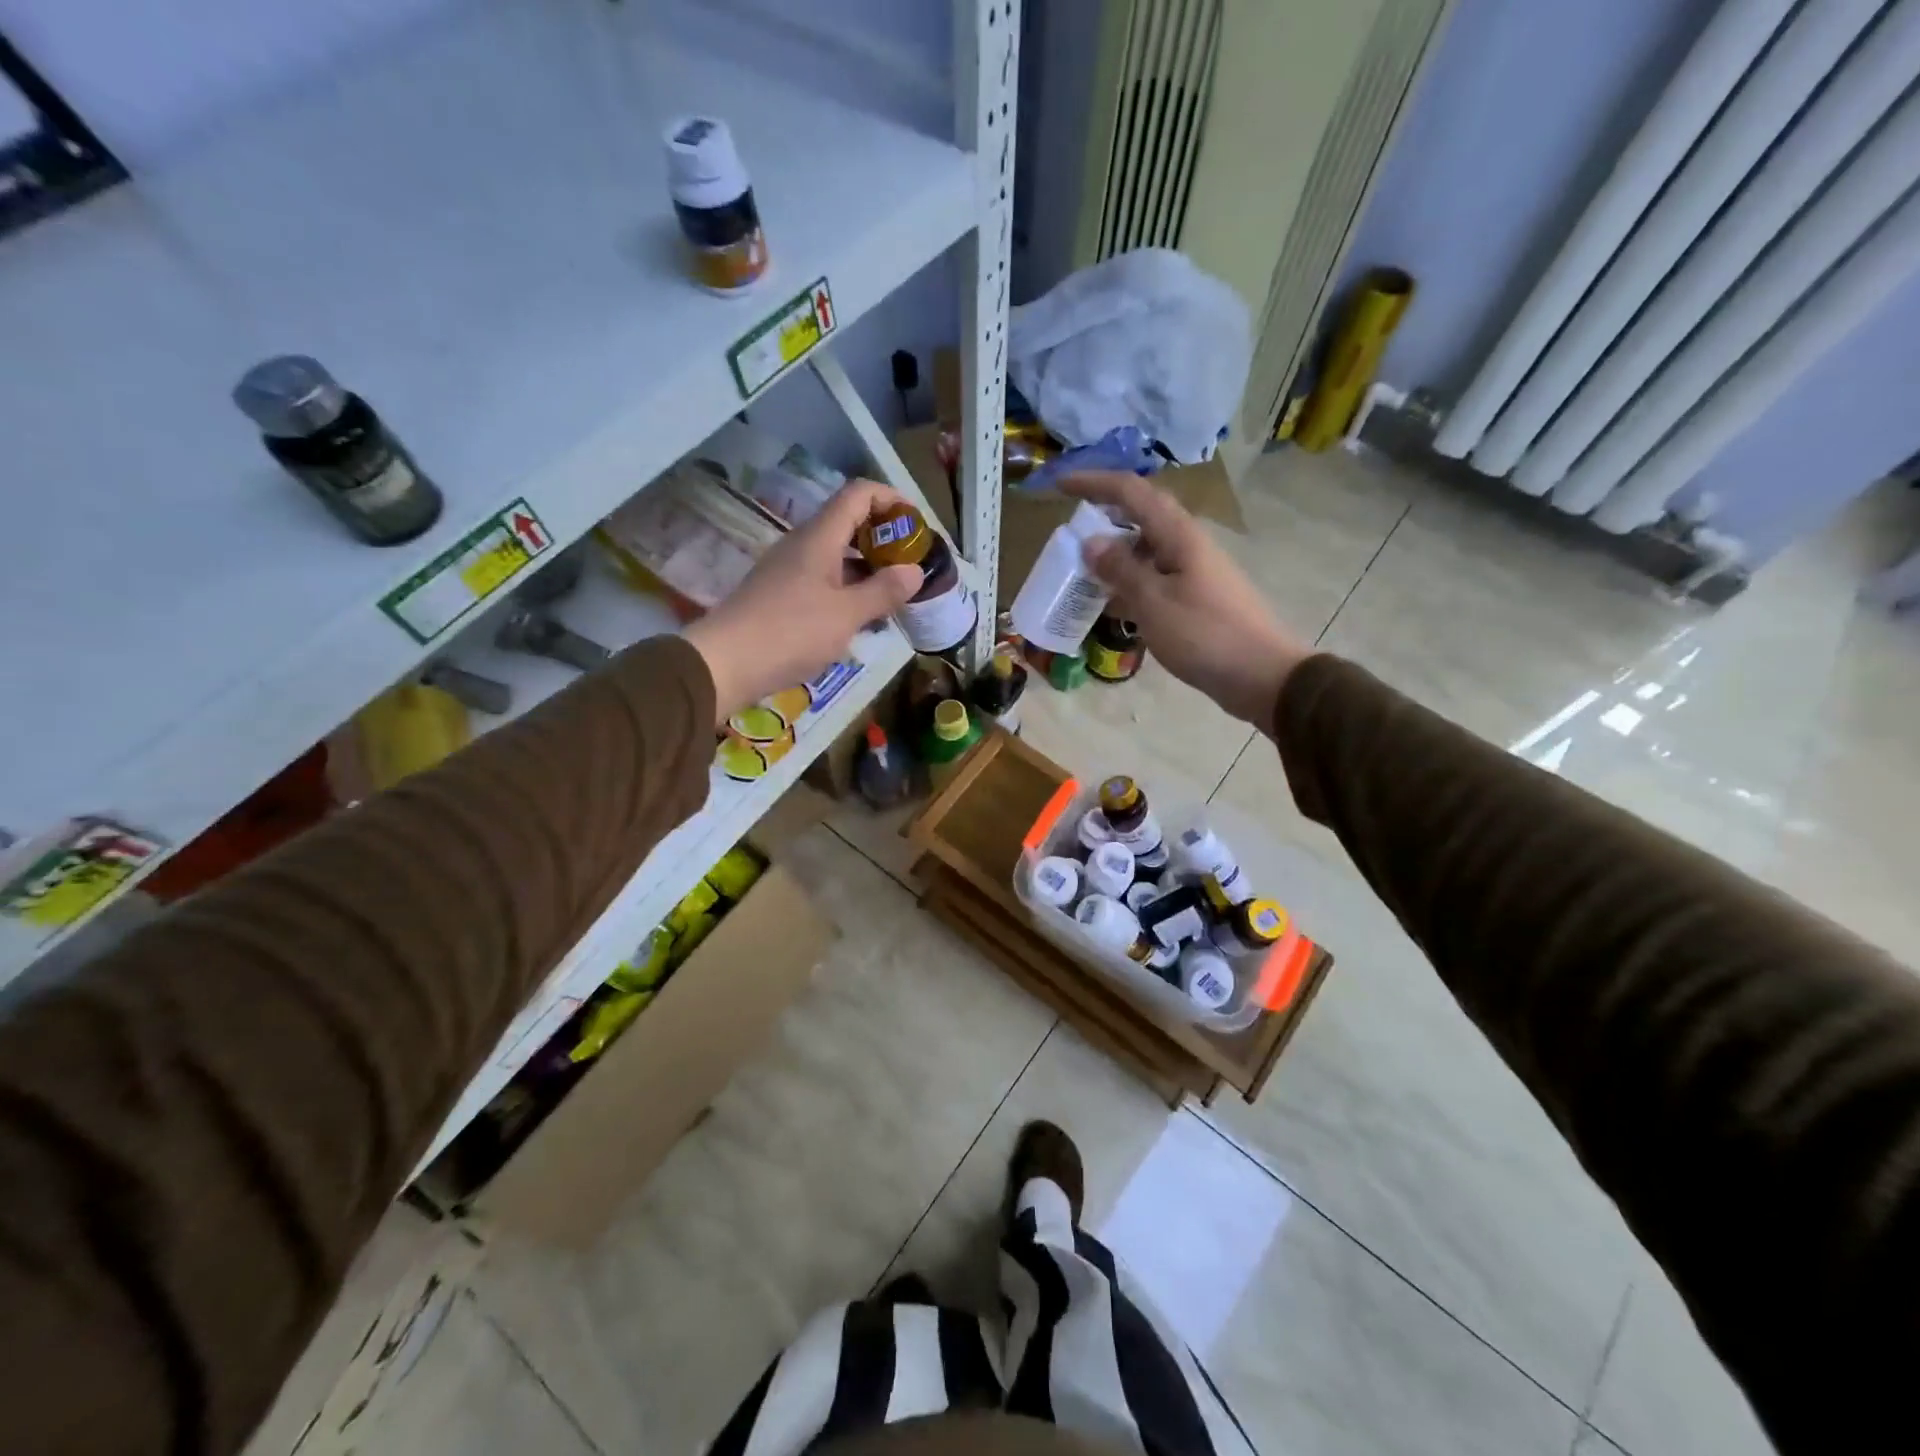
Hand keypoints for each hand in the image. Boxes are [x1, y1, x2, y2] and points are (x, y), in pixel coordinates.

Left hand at [683, 479, 922, 722]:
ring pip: (837, 554)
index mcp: (820, 537)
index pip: (859, 494)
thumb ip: (883, 591)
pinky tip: (862, 618)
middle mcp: (803, 545)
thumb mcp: (846, 615)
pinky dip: (849, 589)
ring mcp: (790, 570)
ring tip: (894, 595)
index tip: (917, 525)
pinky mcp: (782, 595)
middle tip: (911, 565)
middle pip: (849, 522)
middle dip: (884, 538)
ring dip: (868, 567)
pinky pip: (824, 579)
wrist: (725, 664)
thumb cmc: (790, 633)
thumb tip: (915, 571)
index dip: (891, 499)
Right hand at [1063, 471, 1309, 727]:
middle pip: (1140, 516)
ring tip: (1080, 573)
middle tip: (1068, 536)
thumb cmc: (1205, 636)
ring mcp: (1193, 571)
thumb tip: (1091, 542)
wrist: (1262, 675)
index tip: (1060, 485)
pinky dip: (1128, 584)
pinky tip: (1110, 605)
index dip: (1093, 483)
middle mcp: (1187, 544)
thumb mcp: (1154, 603)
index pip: (1131, 491)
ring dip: (1113, 555)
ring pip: (1145, 550)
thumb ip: (1120, 570)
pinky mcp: (1195, 597)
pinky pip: (1154, 578)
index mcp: (1178, 535)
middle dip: (1102, 518)